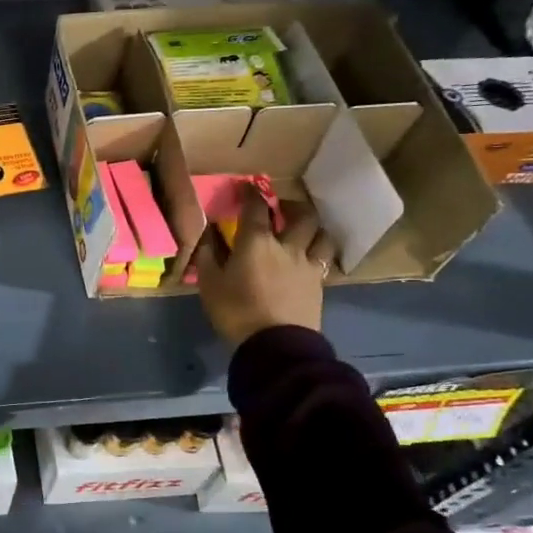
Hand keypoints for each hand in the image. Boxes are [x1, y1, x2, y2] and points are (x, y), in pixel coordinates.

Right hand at [192, 187, 336, 346]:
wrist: (275, 345)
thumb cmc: (236, 311)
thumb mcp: (210, 284)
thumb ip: (208, 255)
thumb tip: (209, 234)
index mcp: (256, 242)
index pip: (255, 207)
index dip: (251, 193)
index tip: (247, 187)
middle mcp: (287, 246)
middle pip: (302, 215)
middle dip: (292, 206)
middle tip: (282, 209)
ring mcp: (308, 264)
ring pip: (321, 234)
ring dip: (312, 228)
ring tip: (303, 232)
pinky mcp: (319, 284)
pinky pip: (324, 259)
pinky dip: (318, 252)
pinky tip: (309, 258)